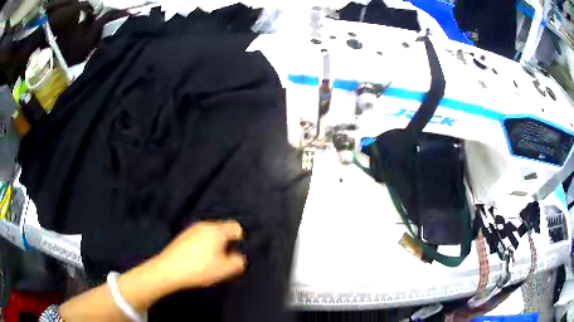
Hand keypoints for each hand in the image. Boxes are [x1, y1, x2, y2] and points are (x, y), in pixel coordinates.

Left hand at [155, 221, 245, 290]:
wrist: (168, 270)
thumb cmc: (200, 269)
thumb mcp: (225, 270)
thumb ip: (238, 262)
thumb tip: (238, 257)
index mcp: (217, 230)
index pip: (235, 227)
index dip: (240, 239)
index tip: (236, 253)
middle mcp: (204, 225)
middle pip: (222, 230)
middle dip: (226, 243)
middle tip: (224, 260)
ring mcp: (191, 230)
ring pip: (209, 235)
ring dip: (213, 245)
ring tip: (210, 262)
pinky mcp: (182, 236)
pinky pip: (198, 238)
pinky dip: (202, 246)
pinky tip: (197, 260)